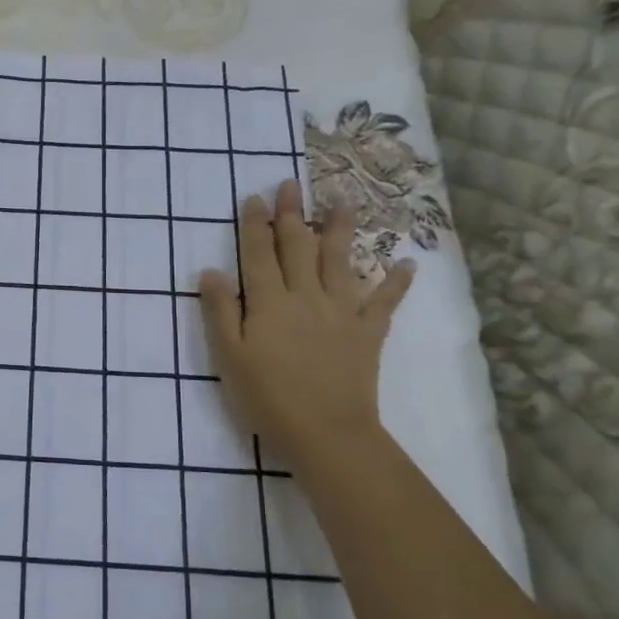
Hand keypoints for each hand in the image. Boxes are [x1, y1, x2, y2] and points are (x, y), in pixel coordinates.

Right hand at [199, 182, 414, 475]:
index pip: (258, 254)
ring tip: (343, 202)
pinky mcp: (368, 333)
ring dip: (339, 230)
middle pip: (297, 246)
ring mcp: (341, 312)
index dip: (254, 224)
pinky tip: (407, 265)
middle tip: (290, 185)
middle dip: (291, 214)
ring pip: (339, 261)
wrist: (326, 433)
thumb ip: (220, 311)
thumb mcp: (229, 357)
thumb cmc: (268, 398)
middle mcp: (305, 296)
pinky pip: (384, 303)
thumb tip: (211, 270)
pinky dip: (396, 284)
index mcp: (268, 302)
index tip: (254, 197)